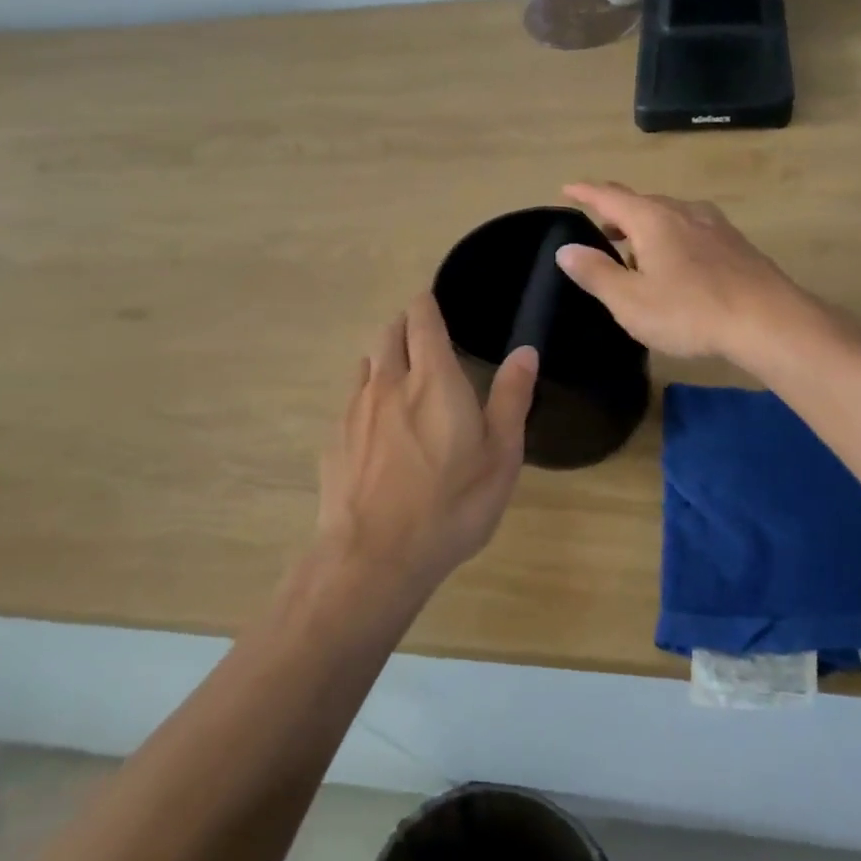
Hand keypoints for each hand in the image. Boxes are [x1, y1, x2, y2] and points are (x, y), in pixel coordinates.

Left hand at [317, 294, 537, 596]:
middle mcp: (388, 382)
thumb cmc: (451, 506)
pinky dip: (367, 394)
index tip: (435, 302)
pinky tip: (378, 425)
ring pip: (367, 364)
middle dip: (406, 326)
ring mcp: (355, 410)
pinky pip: (351, 399)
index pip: (421, 318)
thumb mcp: (500, 457)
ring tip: (402, 376)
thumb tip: (525, 351)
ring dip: (384, 358)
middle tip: (425, 338)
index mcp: (433, 379)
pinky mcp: (334, 439)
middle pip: (389, 333)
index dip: (427, 303)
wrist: (373, 558)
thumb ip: (511, 398)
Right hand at [554, 182, 802, 363]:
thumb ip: (596, 273)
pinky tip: (676, 265)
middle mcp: (683, 211)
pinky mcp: (735, 244)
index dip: (585, 192)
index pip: (609, 196)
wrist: (769, 321)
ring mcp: (714, 225)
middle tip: (599, 230)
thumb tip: (566, 249)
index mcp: (652, 219)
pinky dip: (671, 239)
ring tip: (634, 252)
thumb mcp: (631, 301)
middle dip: (616, 213)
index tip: (567, 188)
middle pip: (641, 203)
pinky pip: (691, 231)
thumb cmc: (690, 311)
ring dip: (645, 228)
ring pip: (669, 217)